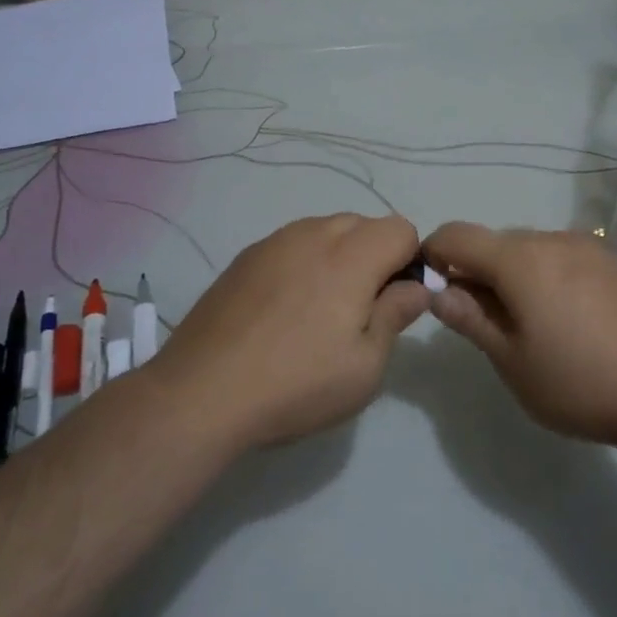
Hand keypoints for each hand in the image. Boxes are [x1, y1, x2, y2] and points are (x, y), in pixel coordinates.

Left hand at [153, 214, 429, 448]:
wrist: (201, 392)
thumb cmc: (296, 384)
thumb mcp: (365, 367)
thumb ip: (395, 316)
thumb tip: (415, 288)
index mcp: (351, 256)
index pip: (401, 228)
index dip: (409, 262)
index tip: (394, 302)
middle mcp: (314, 234)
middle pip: (363, 224)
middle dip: (375, 256)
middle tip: (359, 311)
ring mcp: (274, 242)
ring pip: (325, 230)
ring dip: (338, 257)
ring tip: (318, 311)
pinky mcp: (245, 257)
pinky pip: (291, 244)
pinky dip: (303, 263)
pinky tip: (283, 310)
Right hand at [423, 223, 616, 448]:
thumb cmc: (581, 382)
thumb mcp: (513, 362)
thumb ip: (471, 320)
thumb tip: (438, 292)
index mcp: (519, 260)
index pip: (457, 235)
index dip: (434, 254)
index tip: (433, 288)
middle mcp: (553, 240)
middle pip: (497, 243)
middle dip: (479, 272)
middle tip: (487, 323)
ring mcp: (592, 248)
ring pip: (535, 250)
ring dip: (519, 276)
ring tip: (537, 327)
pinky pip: (569, 260)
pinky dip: (554, 279)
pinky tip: (577, 322)